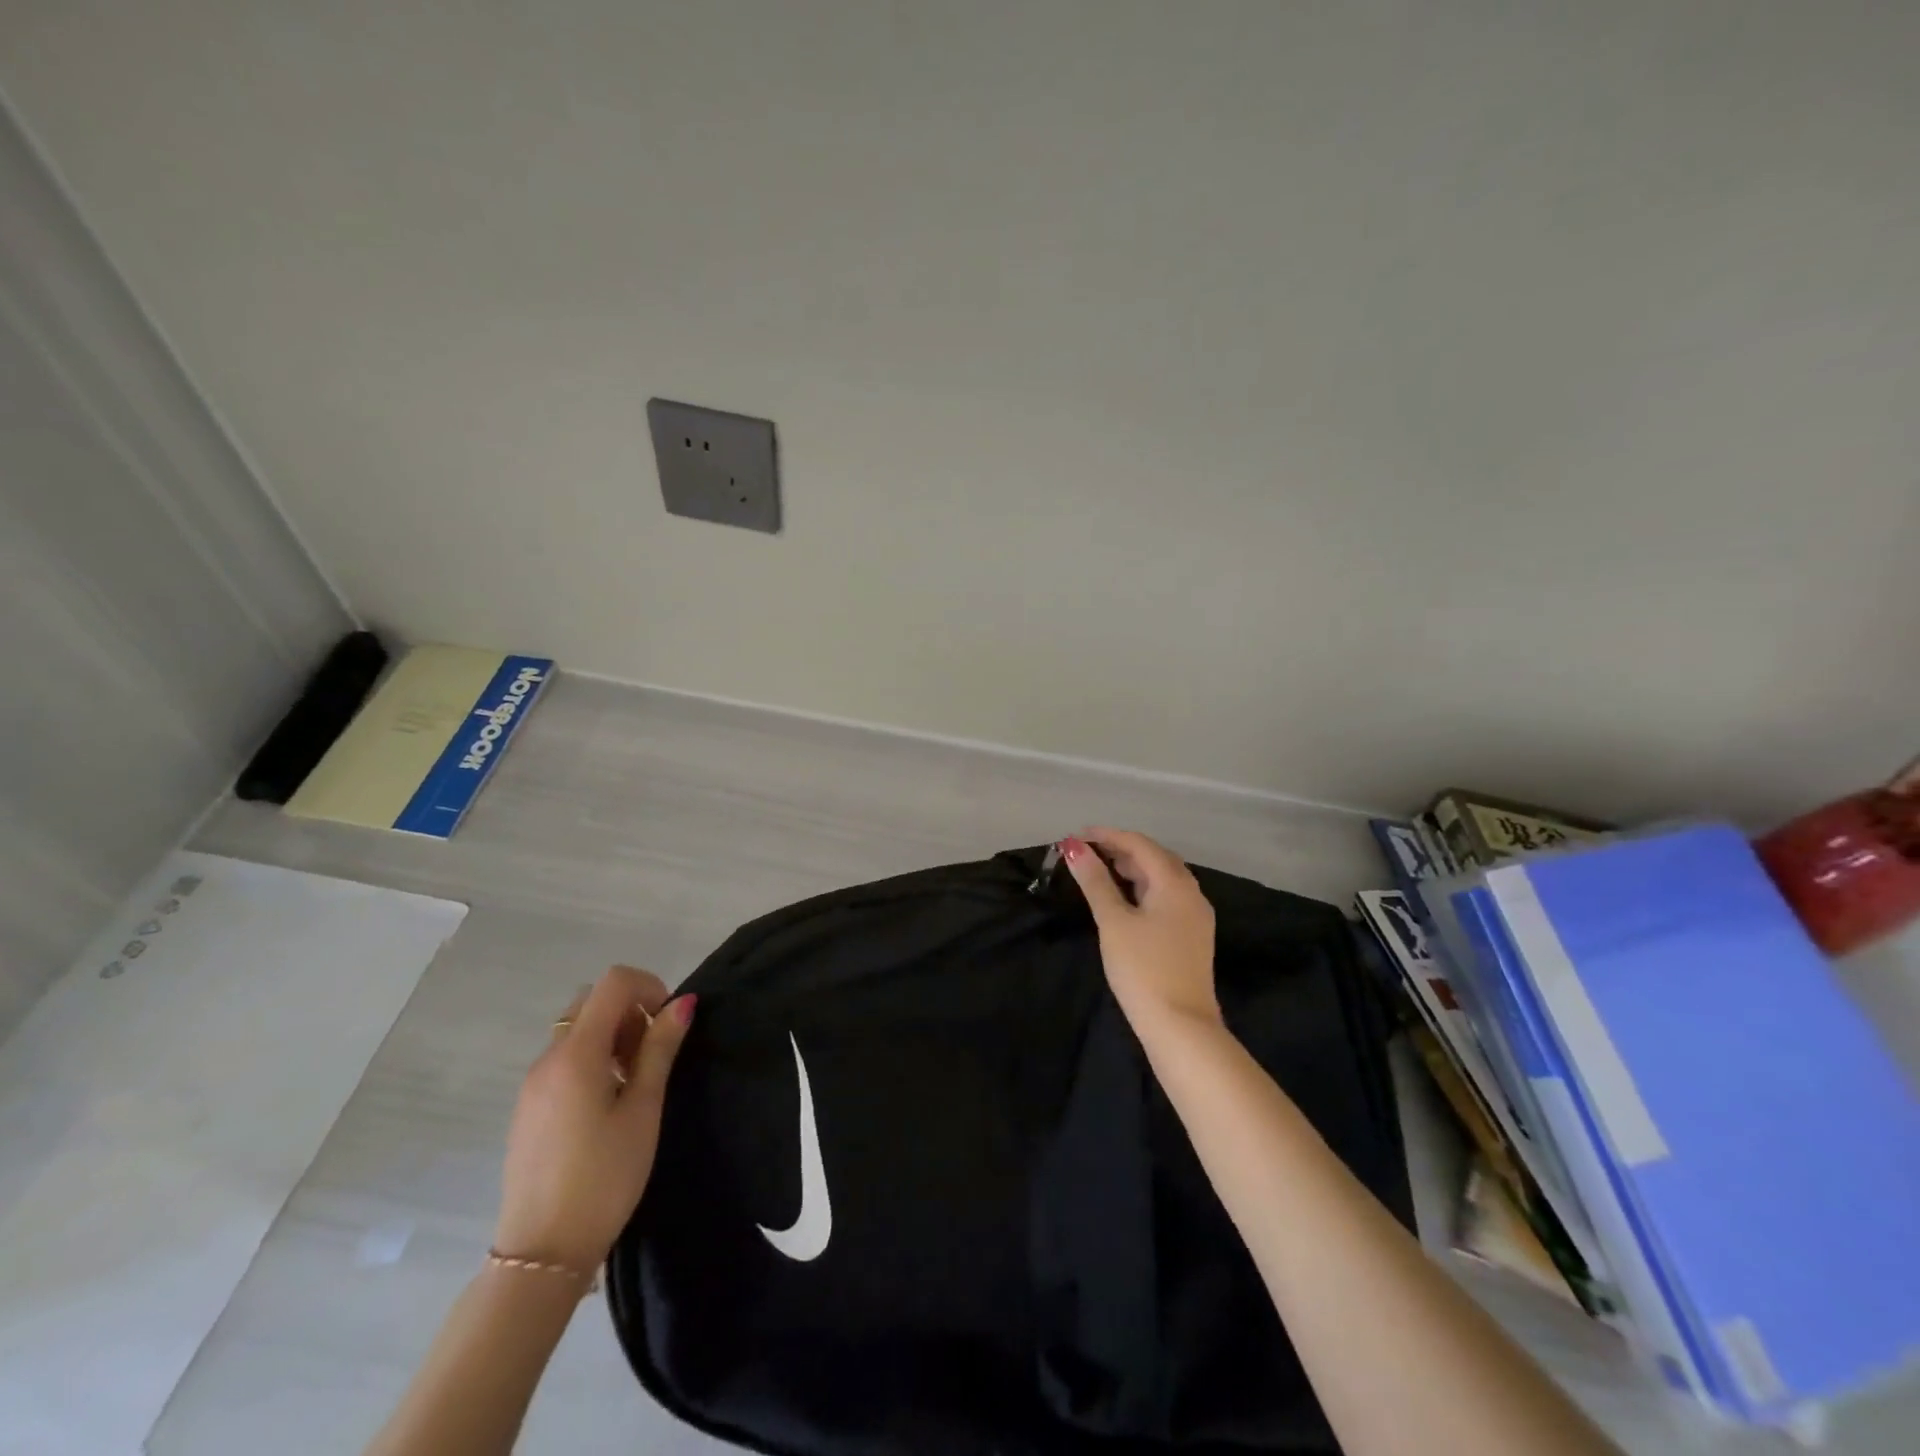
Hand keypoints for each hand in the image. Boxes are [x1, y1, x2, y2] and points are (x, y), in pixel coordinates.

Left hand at [493, 965, 695, 1271]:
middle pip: (593, 1001)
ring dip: (612, 1035)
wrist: (542, 1253)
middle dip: (631, 1010)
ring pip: (577, 1029)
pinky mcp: (528, 1106)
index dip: (649, 986)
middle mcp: (547, 1058)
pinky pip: (564, 1058)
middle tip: (653, 1053)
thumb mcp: (643, 1109)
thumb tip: (682, 1003)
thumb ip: (660, 1049)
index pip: (614, 982)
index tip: (668, 1024)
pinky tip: (608, 1103)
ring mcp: (533, 1083)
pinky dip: (593, 1058)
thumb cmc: (604, 1177)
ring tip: (636, 1082)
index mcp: (576, 1053)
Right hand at [1062, 829, 1219, 1033]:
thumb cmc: (1143, 969)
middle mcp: (1191, 892)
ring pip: (1162, 878)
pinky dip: (1142, 888)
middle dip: (1119, 849)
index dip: (1106, 836)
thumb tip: (1074, 848)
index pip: (1139, 844)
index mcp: (1174, 883)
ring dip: (1131, 868)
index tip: (1075, 838)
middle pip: (1154, 857)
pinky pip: (1166, 896)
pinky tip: (1124, 899)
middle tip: (1085, 853)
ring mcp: (1195, 915)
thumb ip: (1095, 881)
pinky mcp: (1192, 935)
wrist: (1181, 1026)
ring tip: (1099, 871)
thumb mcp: (1113, 922)